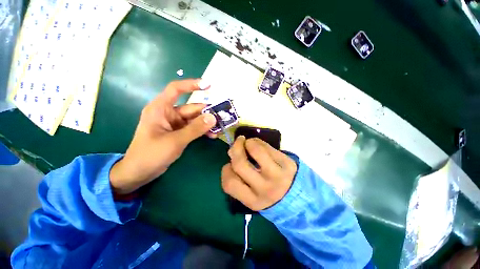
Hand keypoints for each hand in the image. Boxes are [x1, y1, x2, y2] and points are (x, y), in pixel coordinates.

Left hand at [110, 79, 216, 193]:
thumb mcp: (175, 141)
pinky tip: (212, 135)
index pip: (176, 89)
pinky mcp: (178, 133)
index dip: (191, 85)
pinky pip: (193, 128)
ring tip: (220, 128)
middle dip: (207, 112)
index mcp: (161, 109)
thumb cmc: (150, 154)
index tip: (208, 86)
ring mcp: (174, 124)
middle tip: (223, 117)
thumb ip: (195, 129)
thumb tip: (213, 117)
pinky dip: (202, 130)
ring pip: (194, 119)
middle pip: (191, 108)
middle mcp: (168, 113)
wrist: (139, 172)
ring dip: (206, 123)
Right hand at [221, 136, 297, 210]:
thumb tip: (232, 154)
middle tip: (238, 142)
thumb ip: (239, 179)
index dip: (226, 170)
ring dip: (248, 142)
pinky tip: (258, 144)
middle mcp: (264, 189)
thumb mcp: (253, 196)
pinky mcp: (287, 164)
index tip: (230, 164)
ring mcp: (277, 175)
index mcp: (252, 201)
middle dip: (235, 149)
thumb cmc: (269, 196)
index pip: (229, 183)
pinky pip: (268, 147)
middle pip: (240, 164)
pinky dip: (259, 142)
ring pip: (256, 150)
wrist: (299, 200)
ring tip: (249, 142)